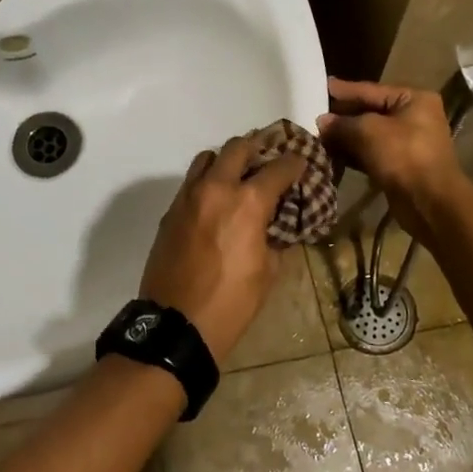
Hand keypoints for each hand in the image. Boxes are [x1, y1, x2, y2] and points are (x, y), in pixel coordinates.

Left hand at [139, 133, 306, 362]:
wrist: (177, 324)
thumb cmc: (232, 302)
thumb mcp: (267, 272)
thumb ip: (275, 239)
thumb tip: (278, 227)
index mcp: (247, 202)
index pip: (278, 167)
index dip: (294, 163)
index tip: (301, 164)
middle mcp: (216, 188)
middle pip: (238, 147)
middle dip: (257, 147)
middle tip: (268, 157)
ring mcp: (188, 197)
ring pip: (208, 158)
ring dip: (226, 160)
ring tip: (238, 175)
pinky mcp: (170, 211)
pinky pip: (191, 182)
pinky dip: (207, 182)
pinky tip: (216, 201)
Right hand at [316, 78, 467, 238]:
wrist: (429, 202)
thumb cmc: (403, 156)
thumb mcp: (368, 131)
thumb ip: (342, 123)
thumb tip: (322, 121)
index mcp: (413, 99)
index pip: (371, 90)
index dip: (344, 90)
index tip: (321, 85)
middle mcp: (413, 118)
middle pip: (370, 112)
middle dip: (342, 116)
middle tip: (313, 114)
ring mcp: (407, 143)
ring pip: (369, 135)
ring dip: (344, 137)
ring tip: (316, 135)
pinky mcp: (399, 166)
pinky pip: (371, 154)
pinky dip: (353, 154)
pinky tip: (330, 154)